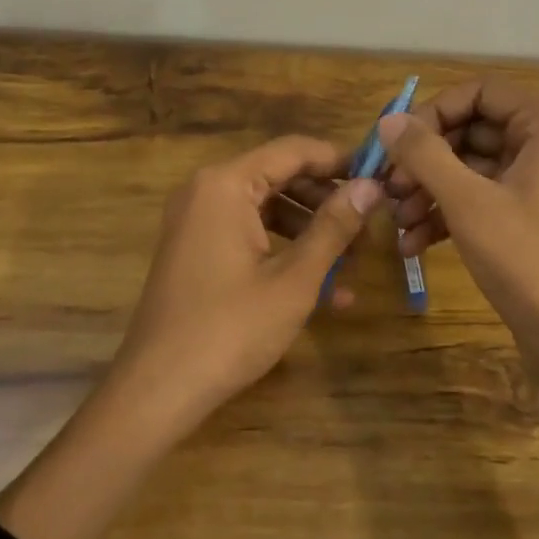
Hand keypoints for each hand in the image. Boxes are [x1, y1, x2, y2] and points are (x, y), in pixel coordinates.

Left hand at [107, 136, 383, 433]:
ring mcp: (196, 222)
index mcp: (226, 185)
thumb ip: (333, 227)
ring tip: (354, 265)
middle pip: (279, 178)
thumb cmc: (231, 328)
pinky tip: (325, 291)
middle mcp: (206, 192)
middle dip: (327, 203)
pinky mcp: (195, 251)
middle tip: (370, 227)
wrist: (159, 388)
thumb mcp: (294, 278)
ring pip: (267, 210)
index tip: (379, 177)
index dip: (338, 161)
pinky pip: (248, 236)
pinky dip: (283, 253)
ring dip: (310, 233)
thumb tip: (370, 186)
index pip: (292, 150)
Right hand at [379, 80, 538, 464]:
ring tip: (397, 221)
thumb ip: (425, 154)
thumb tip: (388, 120)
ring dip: (427, 190)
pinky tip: (412, 243)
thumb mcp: (468, 202)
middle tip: (388, 187)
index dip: (433, 112)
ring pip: (467, 167)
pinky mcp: (523, 215)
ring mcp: (533, 181)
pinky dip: (444, 213)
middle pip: (468, 129)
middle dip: (424, 159)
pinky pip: (477, 197)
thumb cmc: (527, 259)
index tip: (397, 144)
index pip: (478, 91)